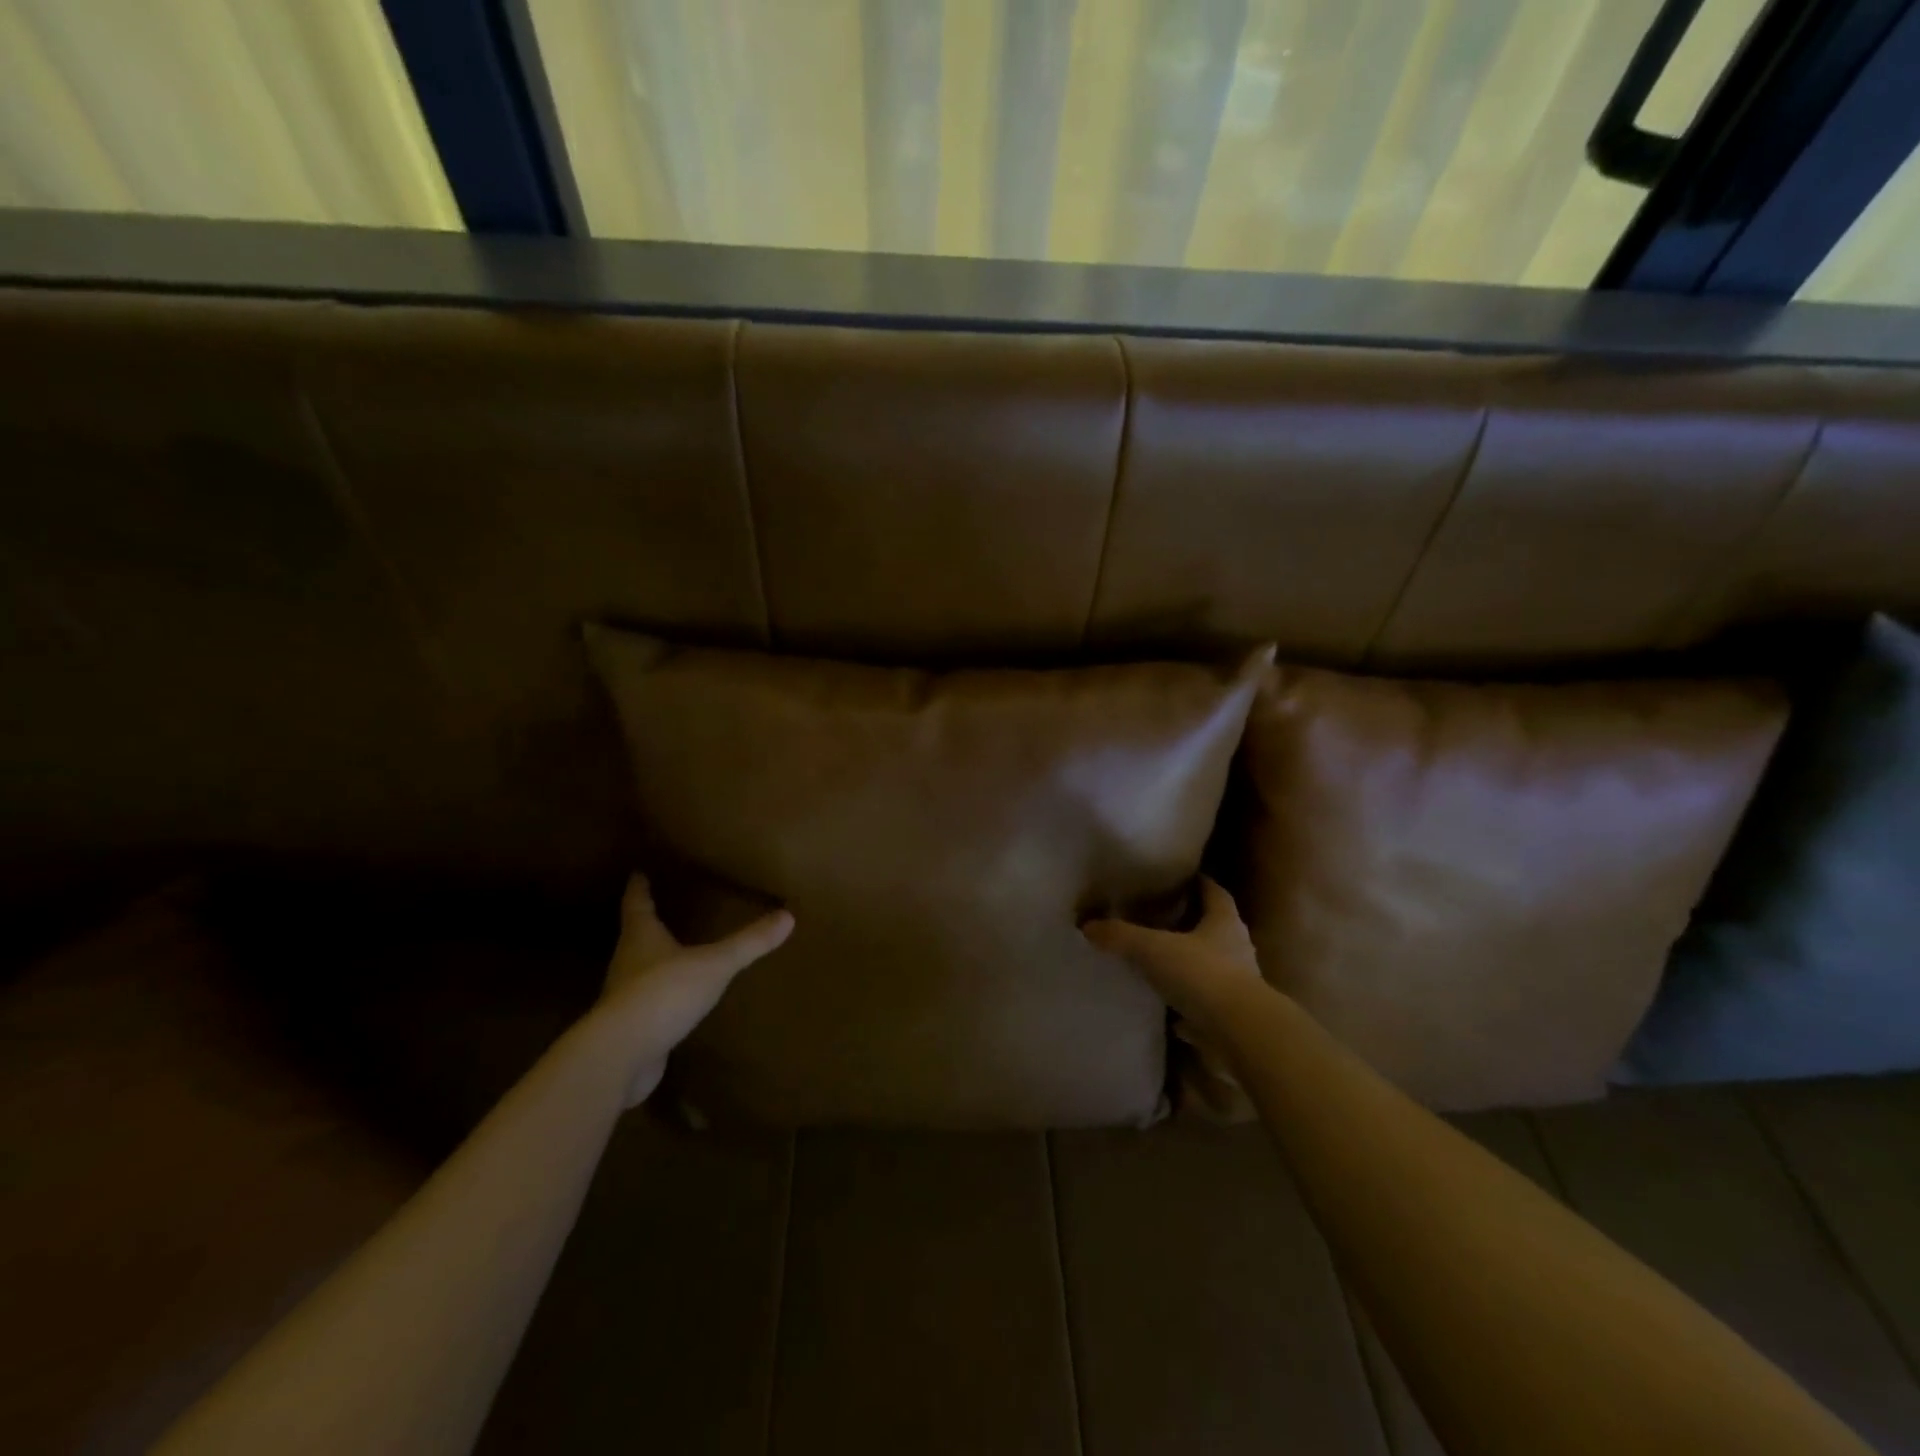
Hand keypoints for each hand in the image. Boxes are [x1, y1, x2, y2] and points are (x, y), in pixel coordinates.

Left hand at [592, 873, 793, 1105]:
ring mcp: (625, 998)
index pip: (637, 904)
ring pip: (639, 970)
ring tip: (675, 953)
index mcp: (641, 937)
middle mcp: (628, 962)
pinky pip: (648, 1004)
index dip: (639, 887)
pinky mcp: (630, 1029)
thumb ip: (748, 943)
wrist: (621, 1056)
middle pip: (635, 936)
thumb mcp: (714, 964)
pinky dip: (661, 998)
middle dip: (647, 923)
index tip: (638, 872)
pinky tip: (678, 1001)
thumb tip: (788, 915)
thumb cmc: (664, 993)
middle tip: (663, 908)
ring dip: (654, 961)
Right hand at [1081, 876, 1264, 1033]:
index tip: (1181, 879)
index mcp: (1224, 922)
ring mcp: (1238, 985)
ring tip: (1161, 964)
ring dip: (1191, 965)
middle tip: (1161, 919)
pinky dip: (1190, 1004)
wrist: (1240, 1032)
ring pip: (1212, 967)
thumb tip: (1086, 925)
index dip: (1199, 883)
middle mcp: (1236, 948)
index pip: (1215, 893)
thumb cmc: (1202, 974)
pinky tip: (1169, 1010)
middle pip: (1215, 929)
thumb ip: (1121, 935)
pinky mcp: (1232, 1016)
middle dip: (1192, 924)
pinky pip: (1207, 1005)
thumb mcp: (1153, 949)